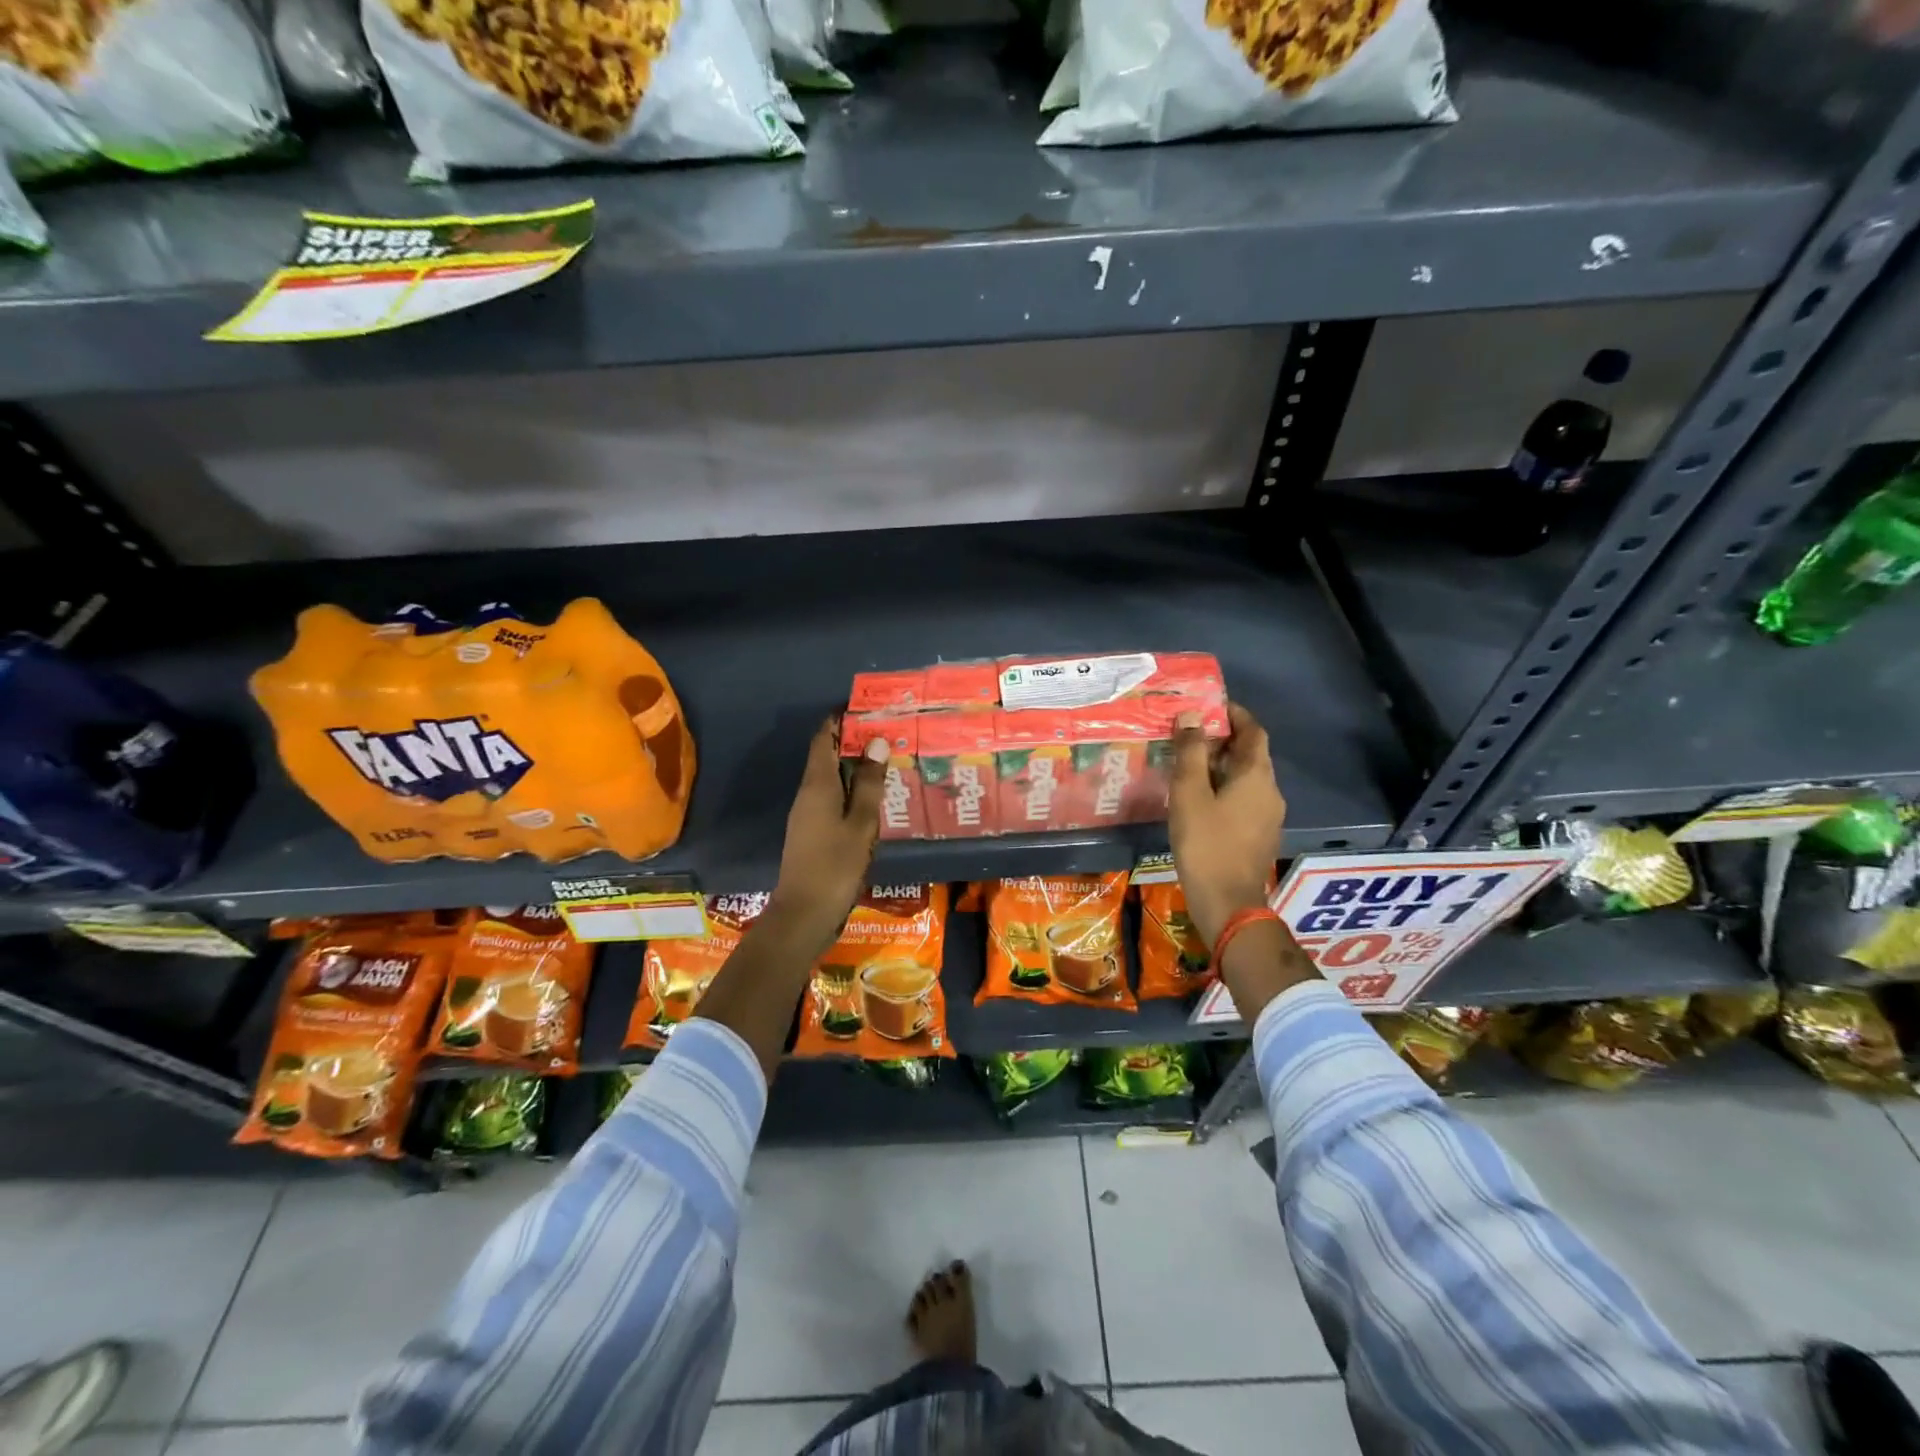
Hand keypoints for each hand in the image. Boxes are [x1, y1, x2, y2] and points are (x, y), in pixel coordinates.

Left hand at [766, 719, 886, 955]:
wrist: (804, 914)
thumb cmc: (835, 865)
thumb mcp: (861, 823)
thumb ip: (869, 783)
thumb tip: (875, 742)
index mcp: (817, 785)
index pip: (823, 739)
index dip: (840, 720)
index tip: (864, 707)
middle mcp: (808, 794)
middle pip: (827, 756)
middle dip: (852, 741)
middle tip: (886, 732)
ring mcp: (807, 815)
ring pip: (831, 779)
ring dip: (854, 767)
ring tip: (886, 760)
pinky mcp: (812, 832)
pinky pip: (833, 799)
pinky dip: (851, 790)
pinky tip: (873, 799)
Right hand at [1168, 701, 1286, 946]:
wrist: (1228, 903)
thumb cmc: (1206, 843)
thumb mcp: (1189, 794)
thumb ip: (1191, 753)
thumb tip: (1191, 716)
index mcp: (1257, 776)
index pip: (1253, 732)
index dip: (1235, 715)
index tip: (1212, 705)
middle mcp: (1270, 791)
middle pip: (1250, 755)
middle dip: (1223, 740)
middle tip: (1190, 735)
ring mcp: (1268, 817)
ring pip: (1246, 780)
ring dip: (1221, 767)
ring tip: (1189, 765)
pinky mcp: (1259, 836)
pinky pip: (1244, 800)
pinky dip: (1224, 789)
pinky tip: (1199, 799)